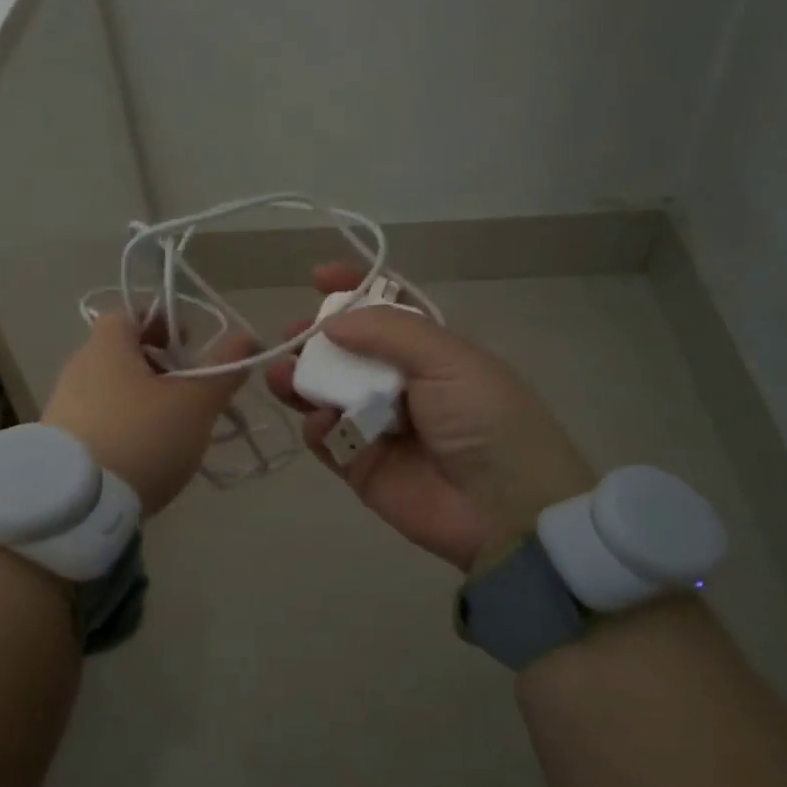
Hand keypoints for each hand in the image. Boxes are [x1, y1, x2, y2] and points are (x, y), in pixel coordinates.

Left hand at [42, 311, 253, 514]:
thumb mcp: (195, 403)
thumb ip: (223, 368)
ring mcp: (64, 405)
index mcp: (107, 345)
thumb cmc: (141, 437)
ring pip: (112, 389)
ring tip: (173, 430)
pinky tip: (144, 456)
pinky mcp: (59, 442)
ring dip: (144, 400)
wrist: (75, 505)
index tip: (189, 346)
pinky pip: (99, 420)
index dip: (163, 323)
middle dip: (160, 367)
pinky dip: (124, 427)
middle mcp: (79, 367)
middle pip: (123, 353)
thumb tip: (246, 337)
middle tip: (190, 391)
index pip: (131, 313)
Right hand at [266, 264, 595, 571]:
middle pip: (347, 352)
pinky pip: (327, 439)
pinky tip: (321, 422)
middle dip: (316, 338)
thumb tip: (331, 323)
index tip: (318, 276)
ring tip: (280, 373)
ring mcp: (378, 426)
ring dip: (302, 379)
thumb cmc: (484, 418)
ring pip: (327, 393)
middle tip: (291, 334)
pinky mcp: (360, 466)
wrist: (505, 509)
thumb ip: (387, 332)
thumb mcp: (447, 359)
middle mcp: (401, 384)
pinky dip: (318, 427)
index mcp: (430, 352)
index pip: (385, 311)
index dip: (353, 290)